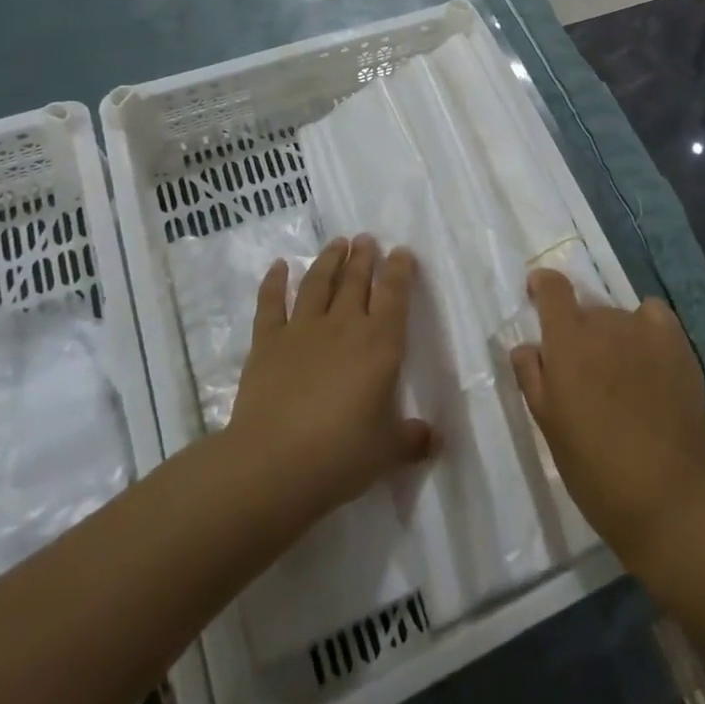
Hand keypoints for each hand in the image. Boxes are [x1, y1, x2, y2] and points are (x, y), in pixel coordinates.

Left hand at [228, 237, 436, 522]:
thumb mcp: (387, 452)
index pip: (394, 295)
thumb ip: (413, 439)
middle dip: (364, 257)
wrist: (272, 464)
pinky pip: (271, 304)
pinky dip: (274, 282)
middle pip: (356, 280)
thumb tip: (437, 439)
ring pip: (318, 283)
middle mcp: (344, 326)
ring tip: (337, 243)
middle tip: (367, 238)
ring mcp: (302, 330)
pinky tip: (279, 266)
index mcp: (380, 344)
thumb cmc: (340, 456)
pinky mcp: (268, 342)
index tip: (402, 252)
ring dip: (329, 260)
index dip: (400, 270)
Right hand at [511, 271, 704, 569]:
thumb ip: (531, 376)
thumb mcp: (548, 424)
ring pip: (619, 318)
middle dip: (581, 334)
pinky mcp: (677, 343)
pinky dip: (647, 328)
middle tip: (586, 376)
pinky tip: (649, 358)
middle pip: (587, 310)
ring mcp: (645, 330)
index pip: (553, 287)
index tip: (539, 296)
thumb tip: (527, 346)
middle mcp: (605, 323)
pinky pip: (654, 316)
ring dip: (614, 337)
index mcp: (567, 341)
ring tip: (623, 378)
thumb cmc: (594, 468)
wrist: (667, 496)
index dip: (543, 286)